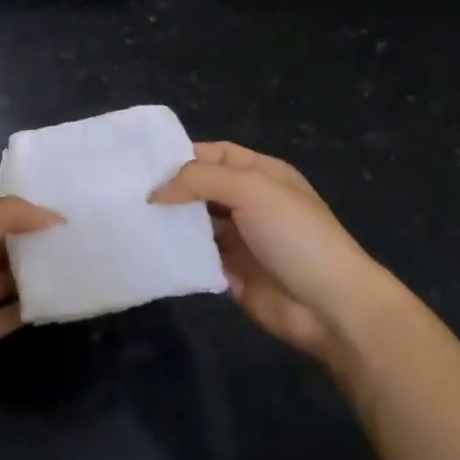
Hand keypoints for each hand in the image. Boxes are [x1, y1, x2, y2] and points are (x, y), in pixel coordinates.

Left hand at [0, 185, 58, 418]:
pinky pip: (15, 312)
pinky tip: (64, 294)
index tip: (56, 192)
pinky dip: (36, 305)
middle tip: (77, 225)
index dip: (17, 194)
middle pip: (4, 238)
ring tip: (78, 256)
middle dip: (34, 231)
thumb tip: (54, 215)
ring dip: (38, 268)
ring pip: (12, 275)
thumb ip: (10, 216)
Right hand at [152, 142, 390, 367]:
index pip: (216, 154)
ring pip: (197, 224)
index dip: (183, 155)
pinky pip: (198, 259)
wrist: (331, 306)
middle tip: (128, 193)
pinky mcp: (232, 274)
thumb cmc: (295, 234)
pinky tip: (150, 251)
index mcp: (262, 174)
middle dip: (171, 190)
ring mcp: (242, 240)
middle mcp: (250, 203)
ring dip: (171, 223)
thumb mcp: (251, 189)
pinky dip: (178, 256)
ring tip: (131, 221)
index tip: (143, 163)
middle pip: (202, 188)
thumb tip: (156, 192)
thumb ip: (200, 180)